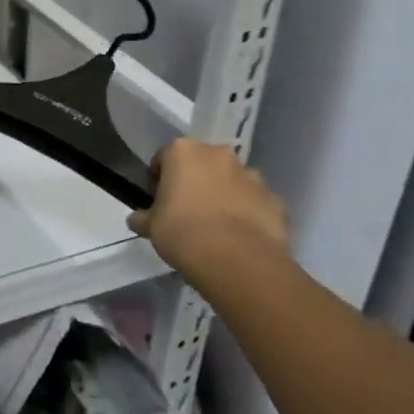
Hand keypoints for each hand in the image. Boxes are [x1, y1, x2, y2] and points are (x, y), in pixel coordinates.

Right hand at [128, 140, 289, 290]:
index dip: (160, 178)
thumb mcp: (150, 226)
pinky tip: (239, 237)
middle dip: (195, 180)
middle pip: (202, 163)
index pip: (164, 157)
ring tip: (217, 226)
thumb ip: (143, 217)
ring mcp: (252, 176)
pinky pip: (255, 202)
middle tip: (187, 210)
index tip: (158, 199)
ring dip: (224, 194)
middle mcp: (218, 155)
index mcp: (183, 152)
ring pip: (232, 181)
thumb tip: (138, 219)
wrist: (237, 261)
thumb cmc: (182, 232)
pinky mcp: (275, 200)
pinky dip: (248, 213)